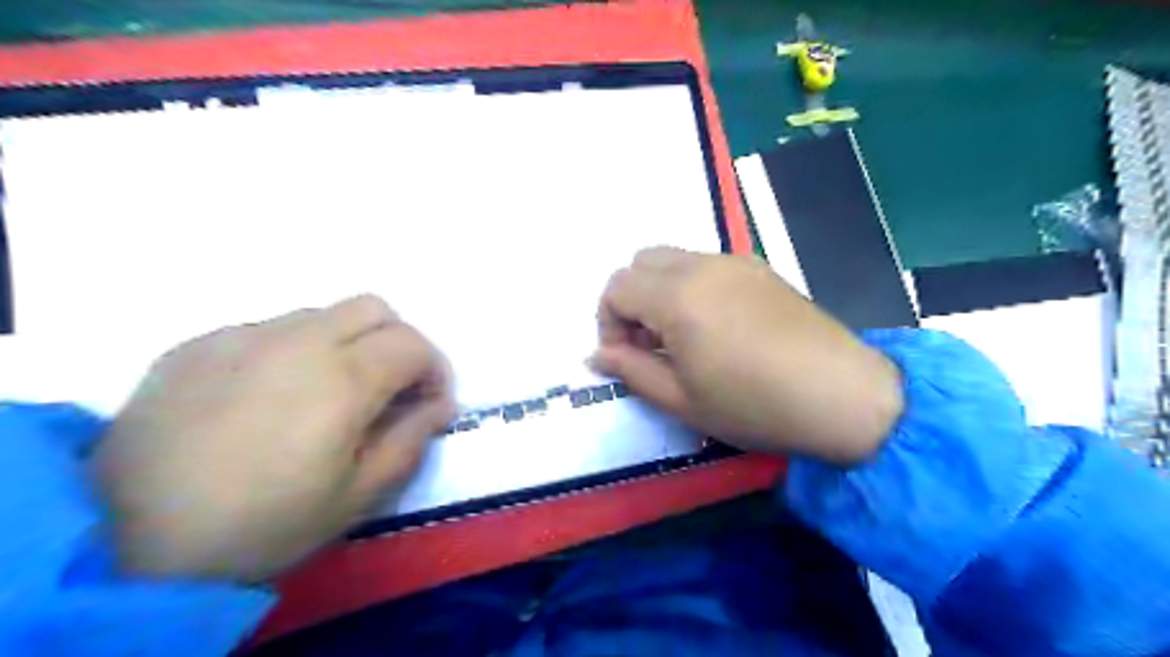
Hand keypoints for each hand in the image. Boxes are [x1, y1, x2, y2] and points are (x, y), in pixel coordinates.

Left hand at [93, 296, 451, 582]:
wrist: (125, 538)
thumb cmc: (262, 524)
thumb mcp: (357, 496)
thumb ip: (411, 440)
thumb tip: (440, 405)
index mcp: (343, 378)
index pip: (413, 344)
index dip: (434, 370)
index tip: (428, 403)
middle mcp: (298, 340)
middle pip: (374, 307)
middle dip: (397, 341)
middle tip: (388, 388)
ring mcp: (243, 335)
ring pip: (322, 314)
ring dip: (346, 343)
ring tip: (326, 393)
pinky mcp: (198, 343)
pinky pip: (269, 330)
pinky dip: (293, 351)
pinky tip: (268, 397)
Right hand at [595, 247, 903, 465]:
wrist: (841, 395)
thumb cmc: (753, 405)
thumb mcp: (680, 399)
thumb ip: (631, 371)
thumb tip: (596, 356)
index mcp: (677, 296)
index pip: (616, 288)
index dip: (608, 323)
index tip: (625, 358)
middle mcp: (702, 266)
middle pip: (641, 263)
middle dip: (631, 301)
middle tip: (649, 345)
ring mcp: (735, 261)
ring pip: (673, 260)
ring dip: (660, 292)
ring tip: (681, 337)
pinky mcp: (759, 268)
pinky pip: (706, 264)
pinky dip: (690, 286)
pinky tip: (715, 327)